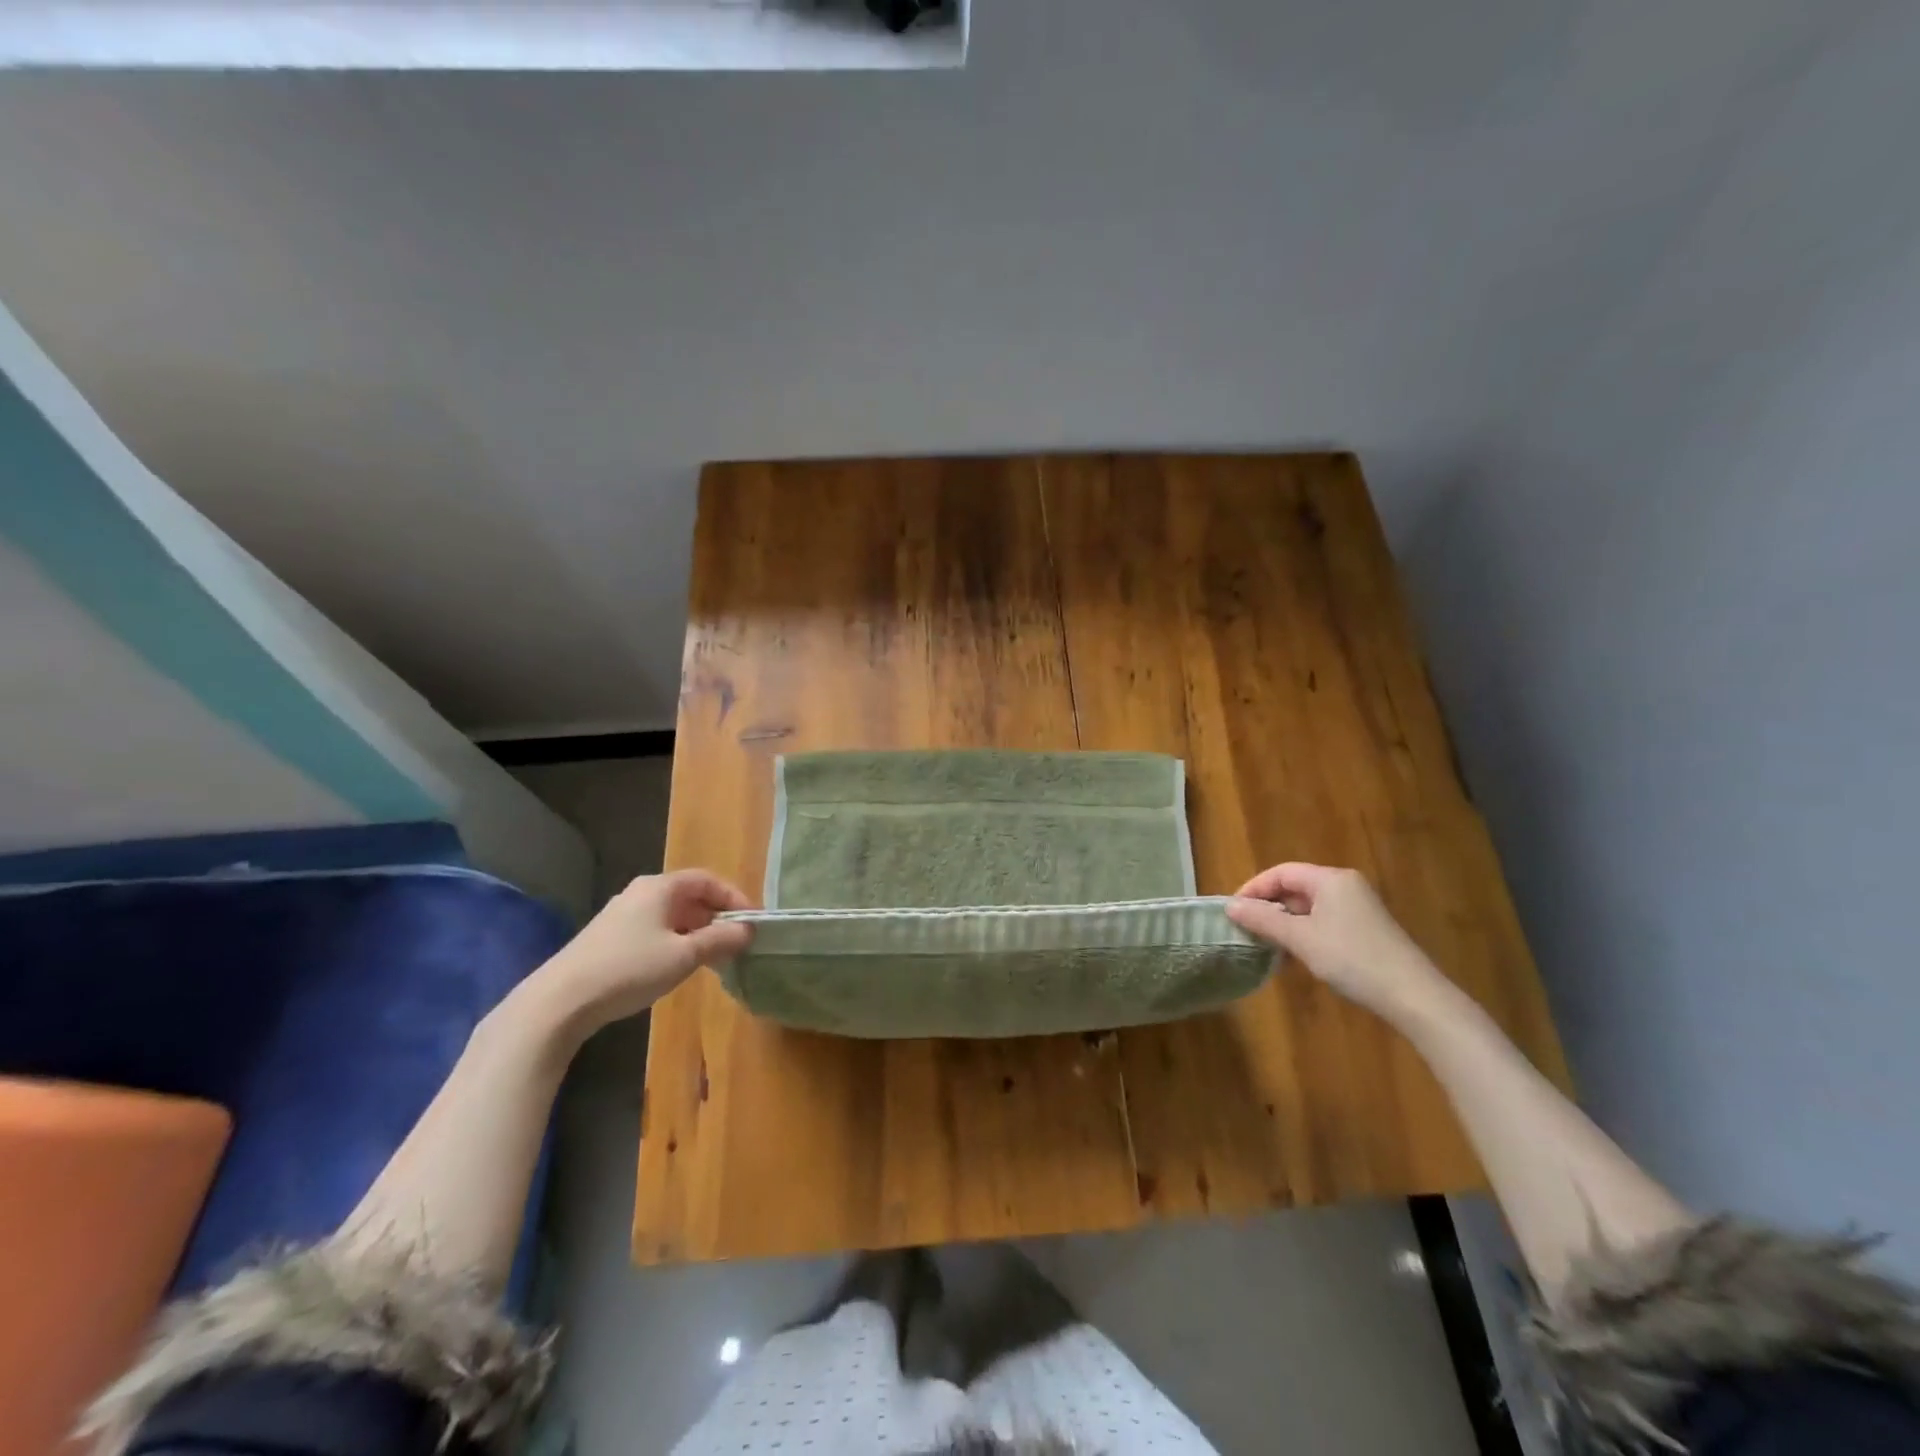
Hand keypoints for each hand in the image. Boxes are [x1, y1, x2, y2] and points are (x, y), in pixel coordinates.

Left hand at [531, 870, 753, 1030]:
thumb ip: (720, 940)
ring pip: (672, 915)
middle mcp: (641, 892)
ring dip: (698, 932)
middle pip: (690, 896)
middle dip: (717, 917)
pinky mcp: (610, 938)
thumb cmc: (630, 969)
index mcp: (660, 887)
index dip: (734, 898)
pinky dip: (676, 941)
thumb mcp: (684, 956)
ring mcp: (622, 915)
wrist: (560, 1001)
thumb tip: (749, 929)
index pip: (708, 880)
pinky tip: (679, 966)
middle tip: (738, 942)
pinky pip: (655, 930)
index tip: (753, 922)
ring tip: (715, 958)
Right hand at [1226, 862, 1442, 1024]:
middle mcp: (1345, 886)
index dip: (1254, 888)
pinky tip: (1295, 955)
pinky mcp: (1366, 930)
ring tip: (1265, 944)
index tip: (1233, 911)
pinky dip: (1304, 933)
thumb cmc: (1352, 959)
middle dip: (1268, 906)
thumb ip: (1263, 919)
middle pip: (1295, 887)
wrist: (1413, 996)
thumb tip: (1230, 906)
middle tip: (1246, 928)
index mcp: (1330, 879)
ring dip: (1285, 923)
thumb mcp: (1301, 939)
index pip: (1281, 872)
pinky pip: (1324, 921)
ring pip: (1309, 907)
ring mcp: (1358, 908)